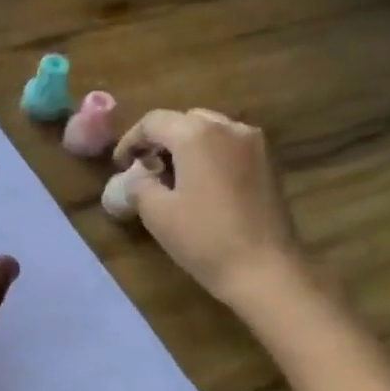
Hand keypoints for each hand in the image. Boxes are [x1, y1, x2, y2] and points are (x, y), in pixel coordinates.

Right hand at [113, 109, 305, 301]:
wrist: (264, 270)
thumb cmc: (204, 238)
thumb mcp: (156, 213)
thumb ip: (139, 184)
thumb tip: (138, 176)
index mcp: (197, 135)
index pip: (154, 121)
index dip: (131, 140)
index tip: (120, 165)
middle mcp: (229, 128)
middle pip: (185, 120)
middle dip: (162, 140)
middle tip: (146, 168)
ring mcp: (255, 145)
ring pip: (212, 131)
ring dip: (188, 146)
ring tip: (174, 176)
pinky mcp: (270, 164)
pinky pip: (232, 147)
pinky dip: (212, 155)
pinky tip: (203, 184)